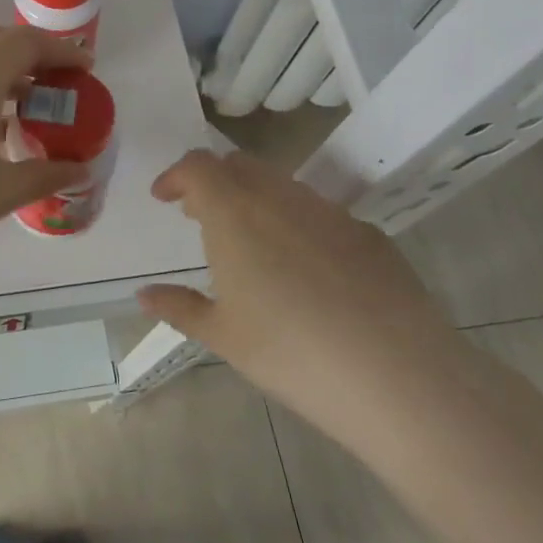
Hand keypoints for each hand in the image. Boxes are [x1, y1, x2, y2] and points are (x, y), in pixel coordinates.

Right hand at [139, 149, 473, 451]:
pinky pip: (321, 214)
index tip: (166, 199)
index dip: (176, 175)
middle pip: (239, 166)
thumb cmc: (290, 353)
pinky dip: (298, 224)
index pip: (198, 167)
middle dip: (214, 183)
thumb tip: (145, 295)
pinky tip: (308, 272)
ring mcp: (330, 213)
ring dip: (256, 200)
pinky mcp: (369, 234)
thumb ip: (180, 307)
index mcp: (235, 213)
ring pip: (282, 186)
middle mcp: (280, 198)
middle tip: (202, 217)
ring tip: (252, 244)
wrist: (397, 376)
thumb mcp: (223, 336)